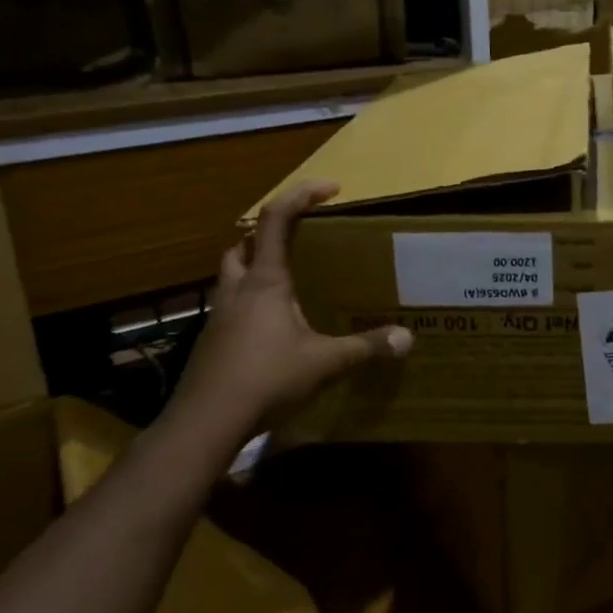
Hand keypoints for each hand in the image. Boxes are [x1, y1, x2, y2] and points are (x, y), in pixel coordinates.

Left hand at [157, 180, 412, 458]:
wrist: (205, 423)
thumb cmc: (265, 379)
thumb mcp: (324, 362)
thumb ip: (365, 347)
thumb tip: (407, 338)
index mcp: (265, 282)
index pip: (275, 220)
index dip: (301, 196)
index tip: (331, 189)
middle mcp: (237, 291)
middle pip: (243, 245)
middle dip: (268, 235)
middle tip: (301, 244)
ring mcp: (219, 317)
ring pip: (232, 276)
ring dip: (255, 269)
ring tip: (290, 285)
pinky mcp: (213, 342)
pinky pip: (232, 307)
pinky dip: (251, 304)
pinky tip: (274, 330)